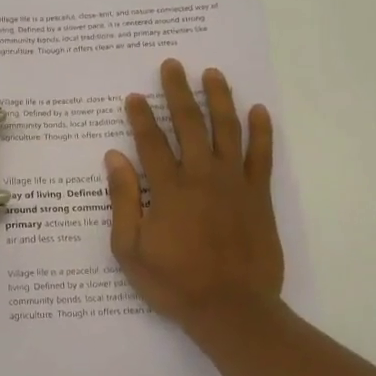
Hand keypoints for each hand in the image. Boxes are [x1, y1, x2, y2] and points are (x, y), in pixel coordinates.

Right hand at [105, 60, 284, 334]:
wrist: (232, 309)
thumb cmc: (174, 283)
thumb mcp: (130, 249)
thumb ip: (124, 201)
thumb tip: (114, 158)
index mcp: (169, 190)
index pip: (151, 142)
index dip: (141, 117)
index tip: (134, 96)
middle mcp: (202, 176)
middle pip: (190, 125)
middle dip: (178, 93)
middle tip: (172, 66)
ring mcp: (234, 184)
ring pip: (227, 130)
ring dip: (219, 99)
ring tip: (212, 74)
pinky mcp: (259, 196)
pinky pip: (262, 156)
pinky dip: (261, 131)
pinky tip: (258, 110)